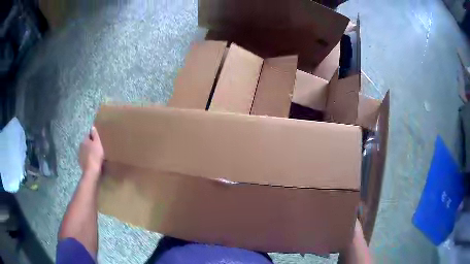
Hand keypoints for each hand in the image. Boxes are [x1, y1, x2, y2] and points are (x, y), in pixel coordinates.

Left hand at [79, 126, 103, 178]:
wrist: (91, 171)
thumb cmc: (96, 156)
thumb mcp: (98, 143)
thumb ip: (95, 135)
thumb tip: (92, 127)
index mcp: (85, 140)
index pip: (88, 135)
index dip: (93, 137)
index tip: (98, 141)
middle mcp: (80, 146)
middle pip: (86, 143)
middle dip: (90, 145)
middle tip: (97, 149)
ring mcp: (80, 155)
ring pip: (85, 151)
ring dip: (88, 152)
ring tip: (95, 156)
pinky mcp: (80, 162)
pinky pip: (85, 158)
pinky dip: (88, 159)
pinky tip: (92, 162)